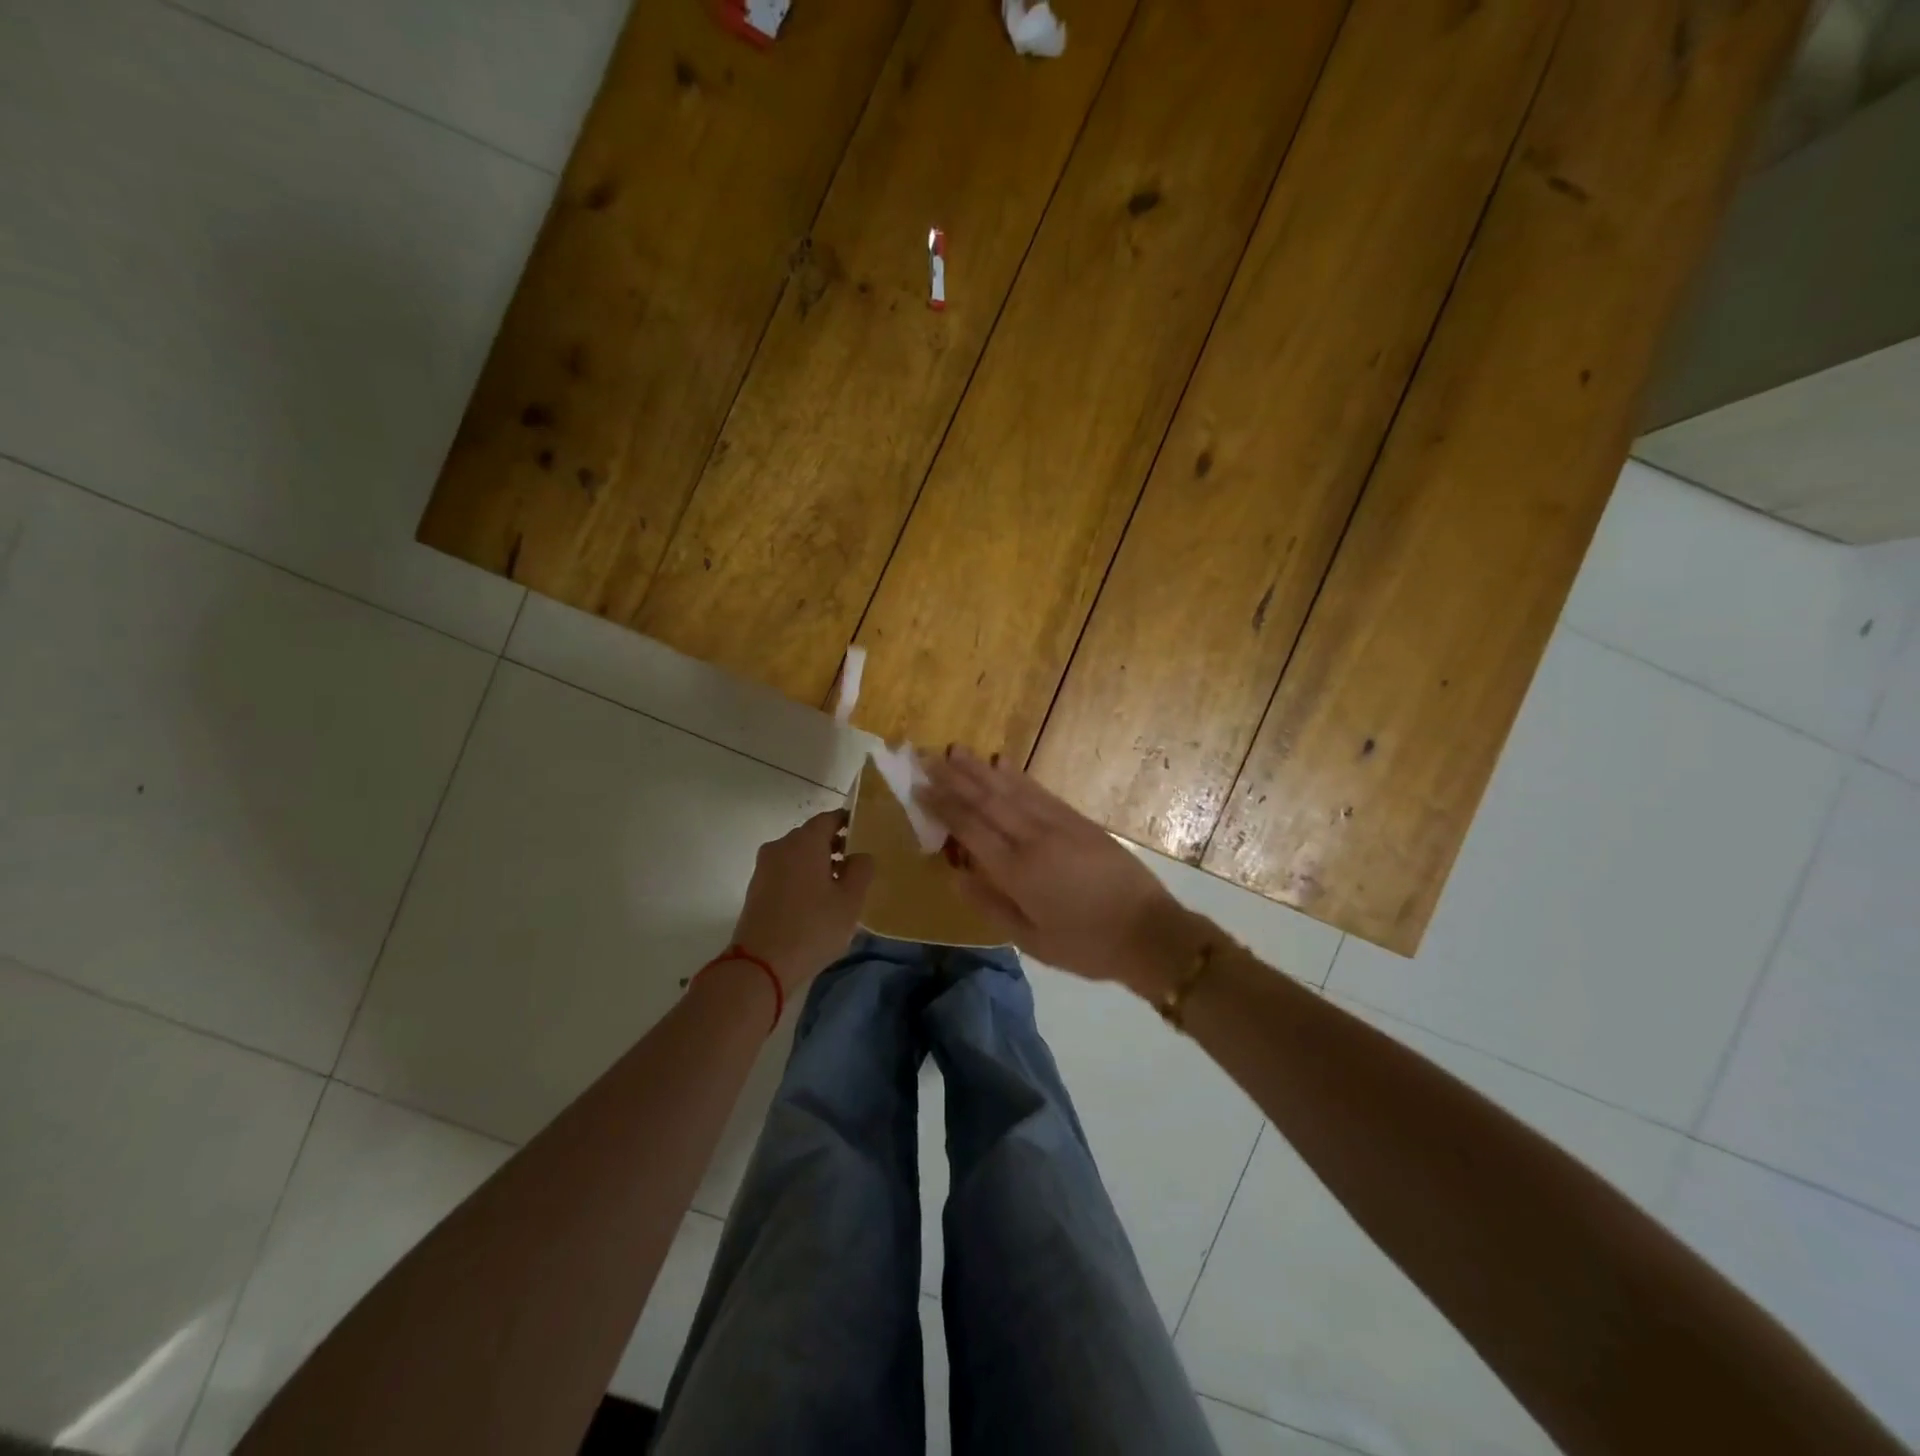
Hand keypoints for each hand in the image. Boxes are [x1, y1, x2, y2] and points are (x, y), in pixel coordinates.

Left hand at [731, 810, 874, 991]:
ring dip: (817, 863)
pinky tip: (814, 901)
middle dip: (833, 844)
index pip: (829, 818)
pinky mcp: (756, 888)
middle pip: (811, 835)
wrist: (760, 964)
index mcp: (805, 841)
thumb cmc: (812, 927)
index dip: (848, 822)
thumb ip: (861, 870)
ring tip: (837, 887)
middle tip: (855, 864)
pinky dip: (801, 876)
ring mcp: (764, 867)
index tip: (864, 834)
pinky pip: (785, 871)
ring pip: (797, 854)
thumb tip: (859, 855)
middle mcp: (781, 846)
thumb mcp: (850, 900)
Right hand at [917, 748, 1192, 994]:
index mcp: (1017, 871)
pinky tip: (1003, 764)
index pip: (970, 828)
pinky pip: (1040, 792)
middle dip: (955, 777)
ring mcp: (1058, 825)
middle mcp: (1033, 839)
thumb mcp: (1031, 940)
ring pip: (1011, 790)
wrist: (1148, 932)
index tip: (919, 787)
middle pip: (986, 800)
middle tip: (928, 756)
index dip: (942, 806)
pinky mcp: (1078, 821)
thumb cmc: (1085, 945)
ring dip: (981, 769)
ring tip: (957, 750)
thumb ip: (990, 904)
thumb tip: (954, 873)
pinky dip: (1018, 777)